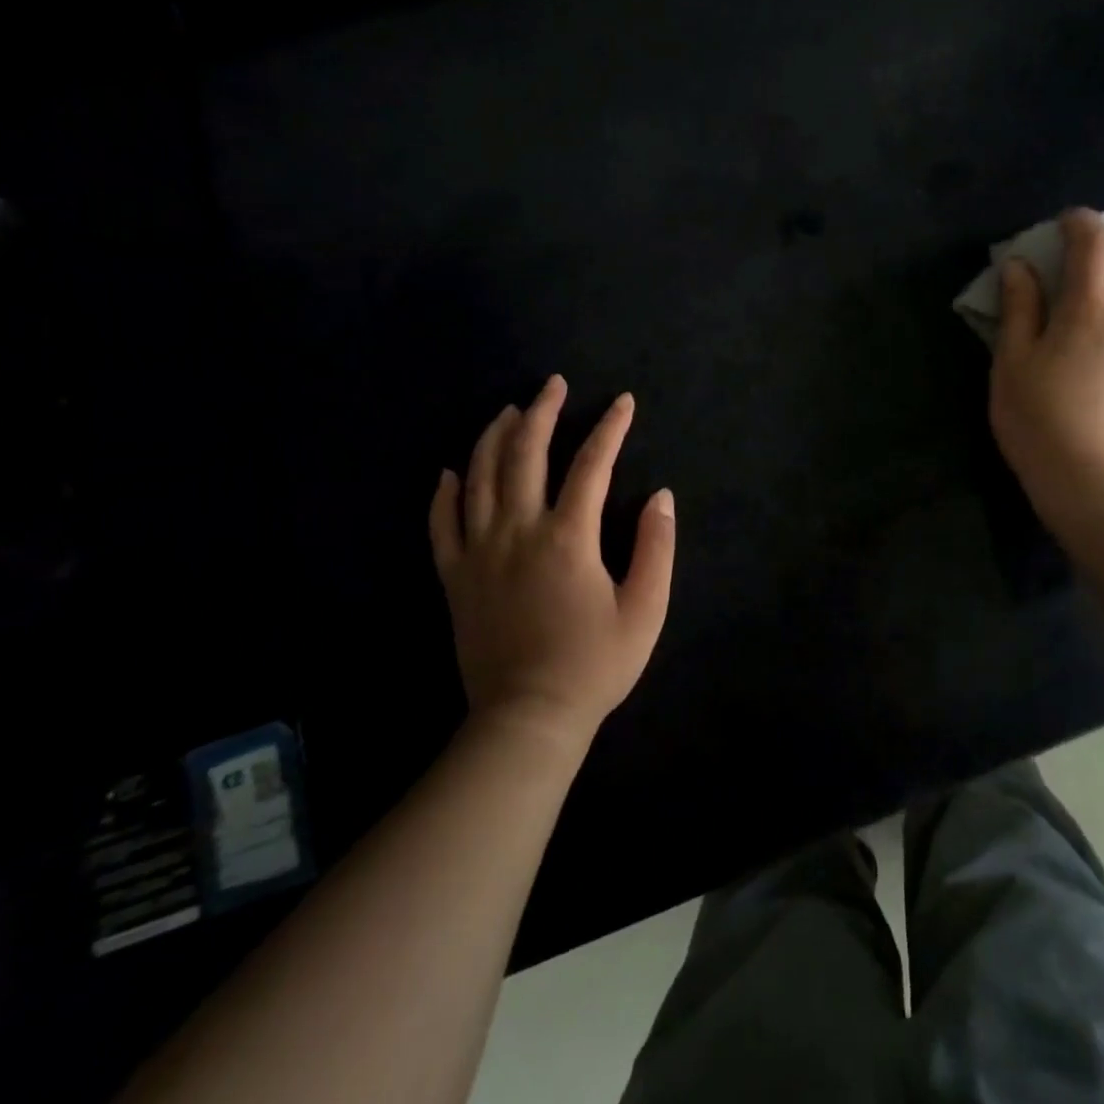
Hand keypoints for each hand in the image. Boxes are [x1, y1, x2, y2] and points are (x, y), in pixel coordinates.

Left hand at [429, 375, 675, 745]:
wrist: (528, 718)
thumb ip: (657, 548)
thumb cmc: (594, 665)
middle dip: (541, 412)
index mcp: (568, 538)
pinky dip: (444, 493)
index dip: (610, 428)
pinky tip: (449, 471)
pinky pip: (442, 524)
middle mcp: (518, 532)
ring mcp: (479, 553)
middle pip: (525, 455)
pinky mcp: (455, 577)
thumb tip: (661, 496)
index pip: (592, 465)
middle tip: (553, 385)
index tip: (623, 402)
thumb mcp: (645, 610)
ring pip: (479, 478)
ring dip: (494, 437)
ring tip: (509, 411)